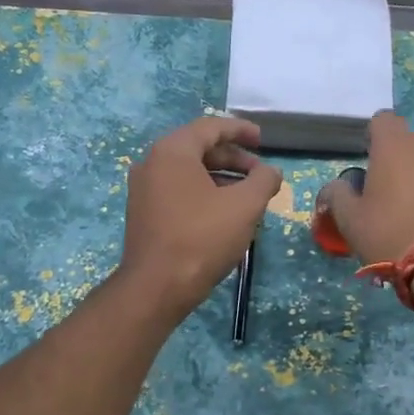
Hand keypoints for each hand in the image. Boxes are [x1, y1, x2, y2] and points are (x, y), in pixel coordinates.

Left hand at [118, 116, 281, 317]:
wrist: (156, 287)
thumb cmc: (202, 238)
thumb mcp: (245, 206)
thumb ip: (263, 180)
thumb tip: (271, 172)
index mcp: (172, 151)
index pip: (210, 127)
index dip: (241, 130)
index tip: (262, 140)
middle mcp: (151, 163)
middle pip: (198, 148)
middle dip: (233, 158)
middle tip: (259, 173)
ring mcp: (143, 190)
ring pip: (188, 172)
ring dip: (220, 178)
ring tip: (247, 196)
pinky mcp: (142, 214)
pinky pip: (177, 191)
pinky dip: (202, 193)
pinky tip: (222, 213)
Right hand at [316, 113, 413, 310]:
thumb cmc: (391, 235)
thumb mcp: (350, 220)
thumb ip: (337, 195)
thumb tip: (336, 187)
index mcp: (396, 145)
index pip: (382, 121)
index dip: (373, 139)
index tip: (369, 164)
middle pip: (410, 144)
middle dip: (400, 162)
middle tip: (390, 196)